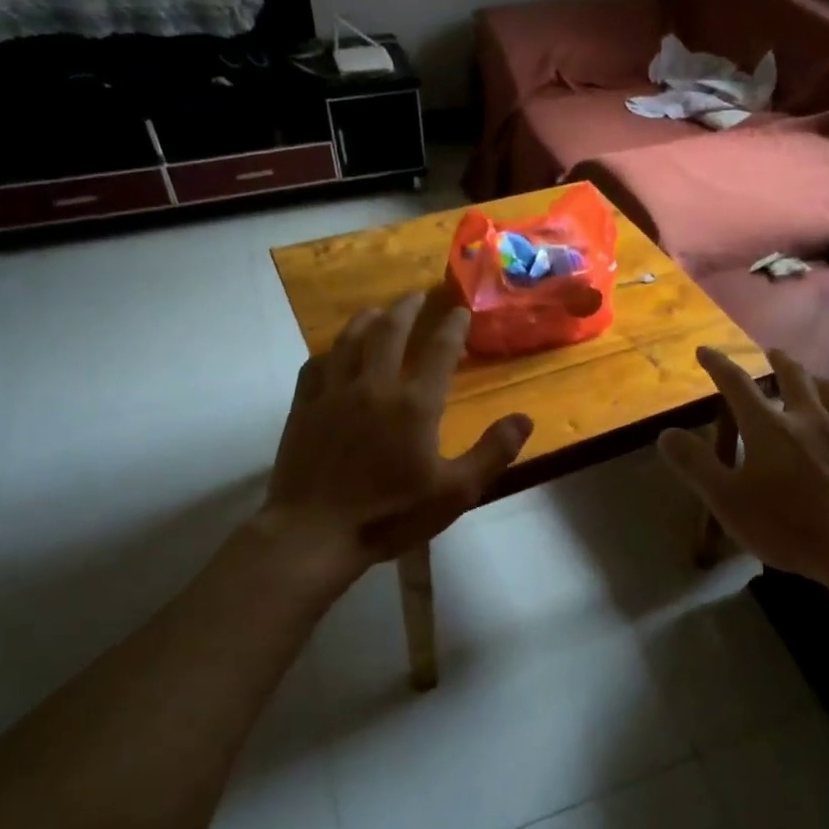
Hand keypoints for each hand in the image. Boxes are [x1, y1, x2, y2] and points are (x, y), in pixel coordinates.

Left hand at [255, 289, 532, 587]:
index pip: (439, 351)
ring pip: (350, 341)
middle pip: (390, 332)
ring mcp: (334, 394)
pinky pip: (315, 366)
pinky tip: (333, 352)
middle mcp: (374, 386)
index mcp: (415, 404)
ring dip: (366, 319)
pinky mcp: (304, 409)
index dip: (452, 326)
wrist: (314, 534)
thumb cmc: (390, 515)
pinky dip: (329, 351)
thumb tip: (524, 418)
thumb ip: (492, 452)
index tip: (460, 309)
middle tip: (416, 294)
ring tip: (377, 309)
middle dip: (406, 308)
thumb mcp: (455, 492)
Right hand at [659, 347, 828, 592]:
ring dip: (816, 380)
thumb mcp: (728, 501)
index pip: (736, 385)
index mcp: (768, 428)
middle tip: (771, 354)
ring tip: (811, 381)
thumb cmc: (788, 527)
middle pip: (793, 376)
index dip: (718, 365)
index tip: (705, 351)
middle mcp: (808, 417)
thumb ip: (696, 465)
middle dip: (778, 361)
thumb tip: (667, 434)